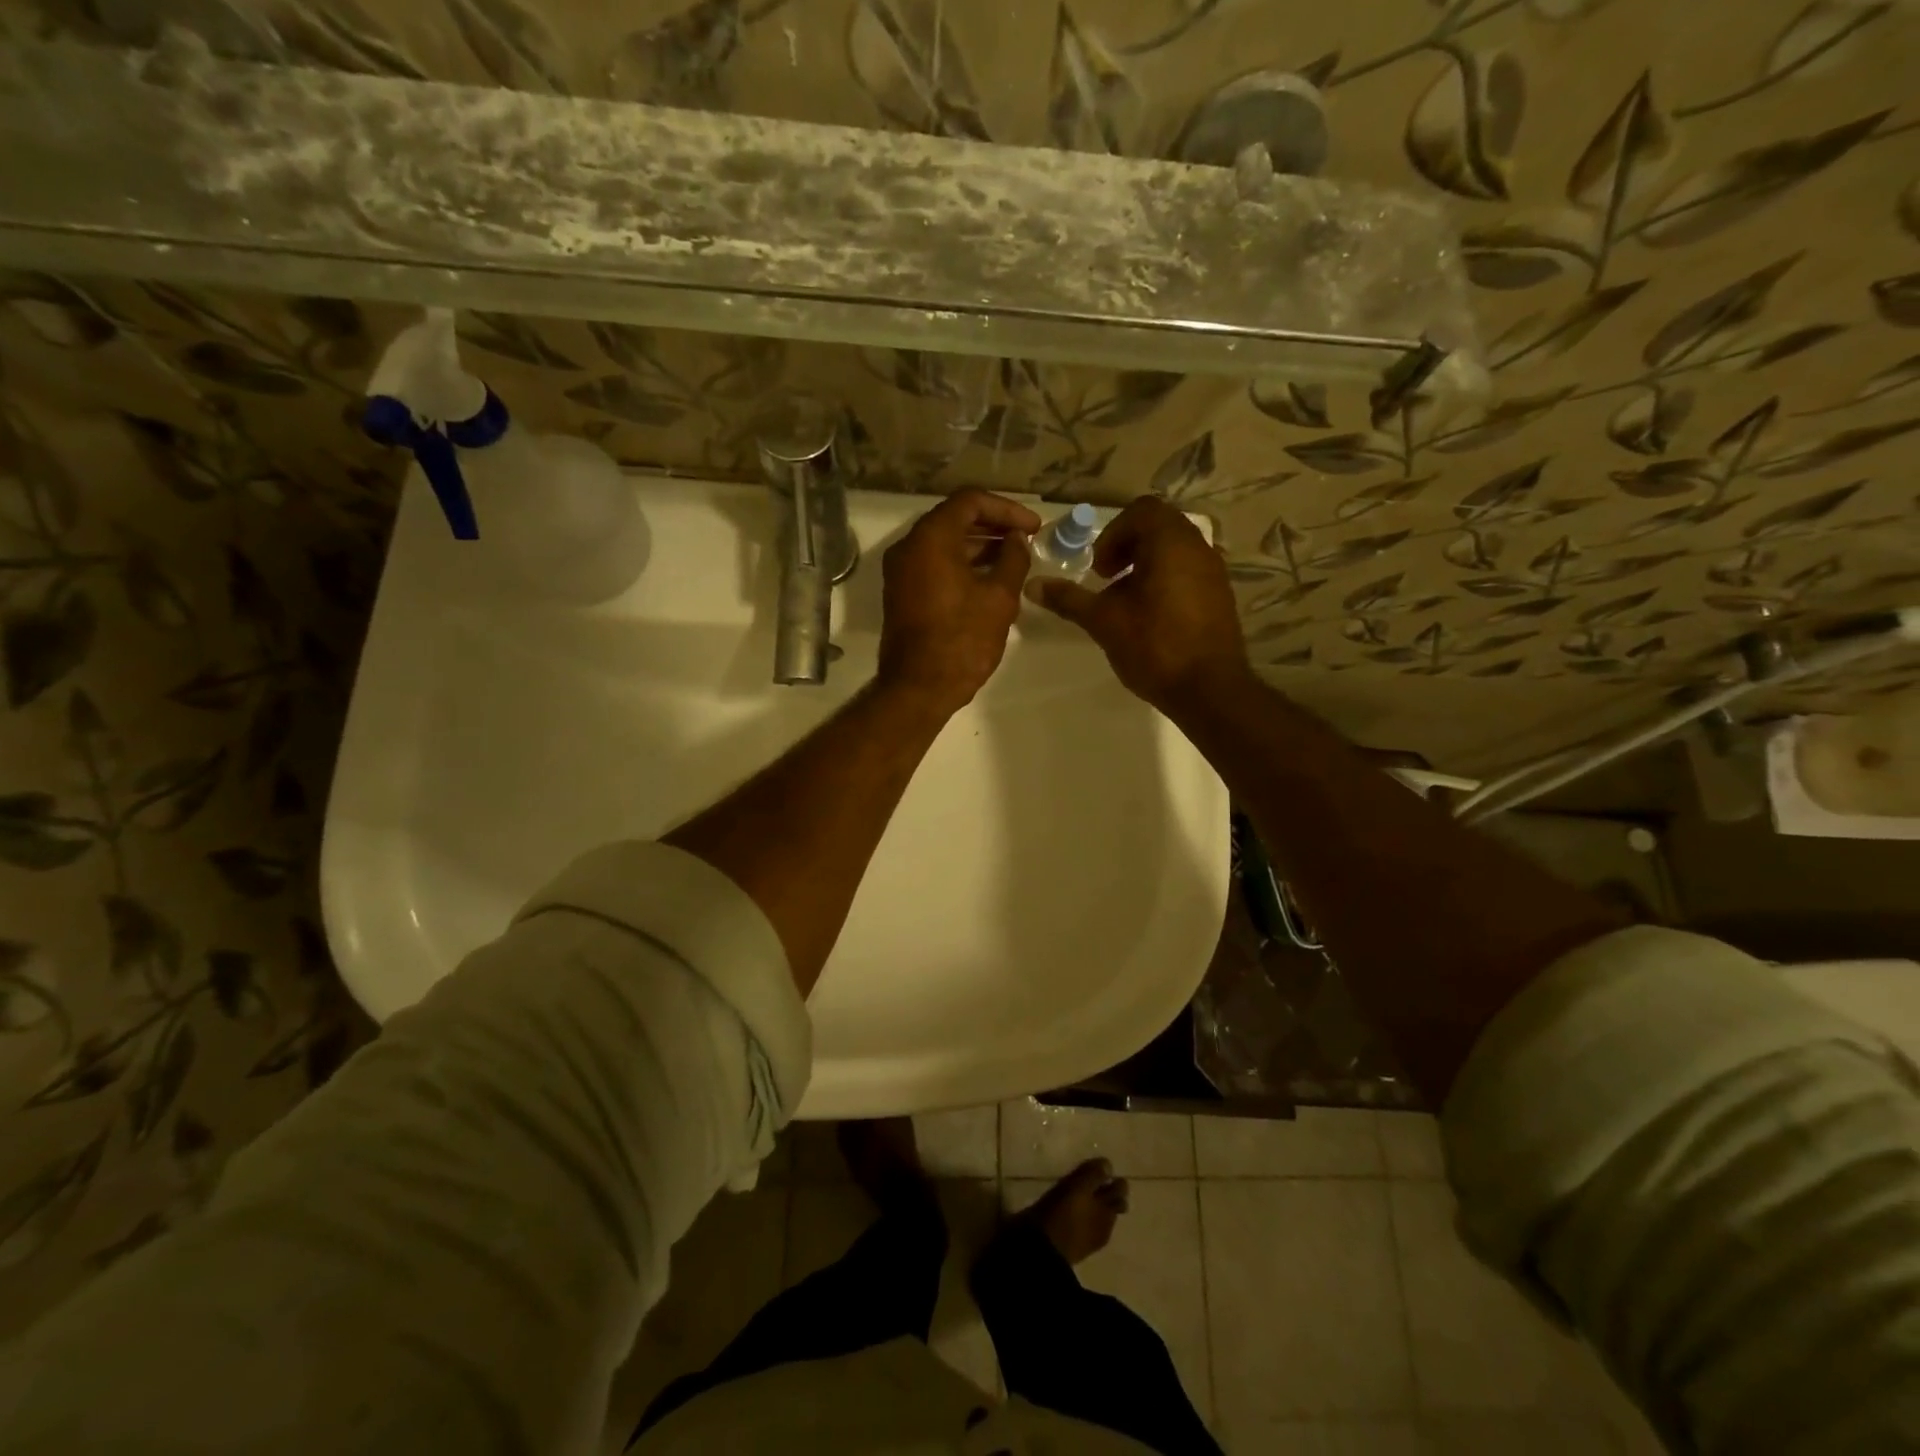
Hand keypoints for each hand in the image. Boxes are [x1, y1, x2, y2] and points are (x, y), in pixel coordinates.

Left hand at [876, 489, 1042, 716]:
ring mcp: (901, 571)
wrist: (919, 688)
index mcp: (930, 538)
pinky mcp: (902, 593)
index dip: (1007, 509)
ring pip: (944, 543)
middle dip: (993, 526)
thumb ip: (1013, 559)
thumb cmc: (962, 640)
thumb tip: (1017, 540)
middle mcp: (909, 547)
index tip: (1033, 527)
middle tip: (1026, 540)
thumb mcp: (999, 597)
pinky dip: (962, 565)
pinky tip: (990, 579)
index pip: (970, 501)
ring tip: (1014, 560)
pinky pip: (934, 565)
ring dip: (979, 547)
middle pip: (954, 519)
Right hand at [1026, 496, 1250, 714]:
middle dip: (1127, 548)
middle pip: (1159, 527)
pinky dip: (1165, 581)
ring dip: (1145, 566)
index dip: (1113, 534)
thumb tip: (1032, 585)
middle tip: (1108, 580)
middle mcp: (1198, 548)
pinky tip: (1150, 618)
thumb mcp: (1103, 621)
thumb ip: (1069, 599)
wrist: (1209, 689)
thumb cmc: (1154, 646)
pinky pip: (1188, 572)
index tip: (1100, 569)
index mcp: (1171, 542)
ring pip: (1175, 551)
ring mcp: (1214, 572)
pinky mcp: (1220, 596)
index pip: (1141, 511)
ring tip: (1126, 602)